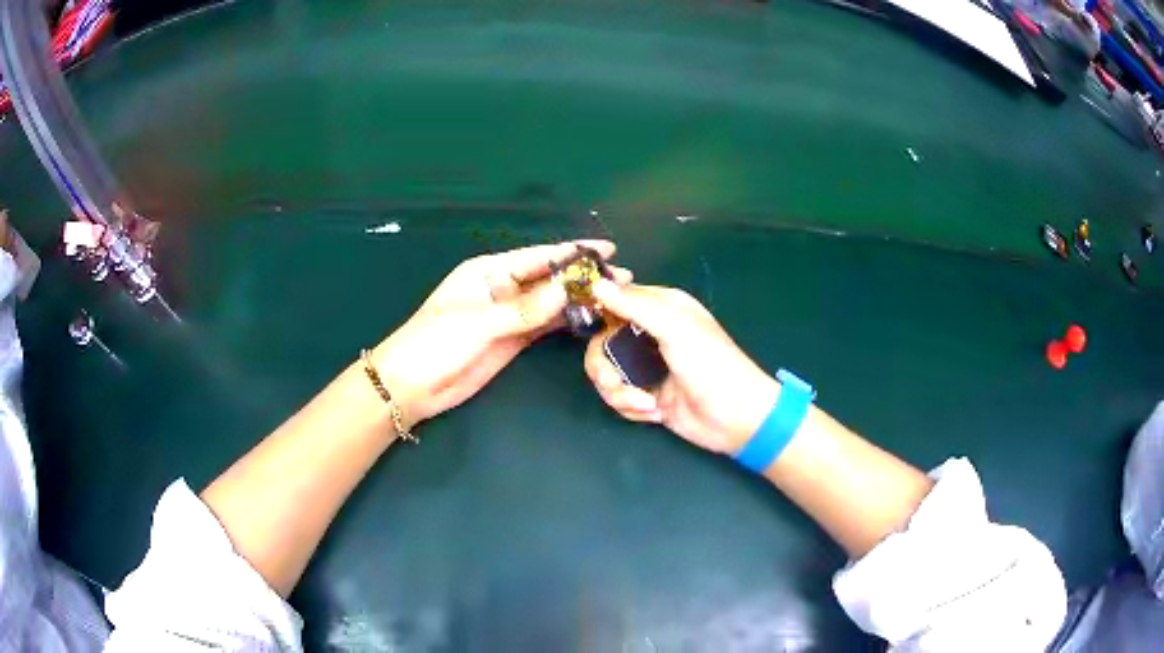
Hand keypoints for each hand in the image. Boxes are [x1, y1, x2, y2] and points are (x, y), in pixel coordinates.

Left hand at [373, 241, 629, 427]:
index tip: (607, 249)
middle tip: (624, 277)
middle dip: (583, 276)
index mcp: (488, 272)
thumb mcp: (477, 323)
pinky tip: (590, 318)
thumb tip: (568, 290)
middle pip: (549, 278)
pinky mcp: (512, 340)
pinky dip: (566, 322)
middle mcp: (502, 288)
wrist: (411, 386)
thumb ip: (524, 309)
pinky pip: (545, 326)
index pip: (538, 257)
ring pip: (551, 303)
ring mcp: (509, 316)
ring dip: (579, 299)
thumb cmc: (434, 343)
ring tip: (615, 297)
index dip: (573, 252)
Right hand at [584, 282, 778, 454]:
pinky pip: (617, 396)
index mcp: (661, 307)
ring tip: (646, 404)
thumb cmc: (711, 365)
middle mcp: (650, 332)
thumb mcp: (675, 329)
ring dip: (618, 393)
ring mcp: (647, 366)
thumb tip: (596, 284)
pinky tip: (654, 413)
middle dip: (604, 367)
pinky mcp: (645, 394)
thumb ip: (634, 306)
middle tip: (616, 381)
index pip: (616, 298)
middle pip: (601, 341)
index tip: (585, 324)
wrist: (735, 419)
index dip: (598, 309)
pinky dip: (630, 407)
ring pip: (605, 372)